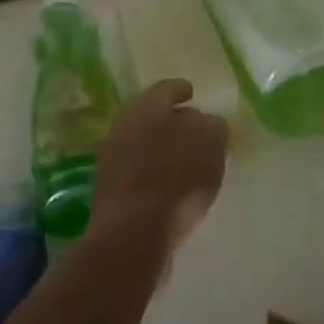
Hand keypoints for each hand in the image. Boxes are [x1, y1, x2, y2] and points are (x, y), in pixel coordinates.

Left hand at [91, 80, 228, 253]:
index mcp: (146, 105)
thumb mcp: (210, 144)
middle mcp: (124, 125)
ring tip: (188, 160)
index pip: (167, 89)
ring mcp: (113, 159)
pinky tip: (172, 185)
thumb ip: (213, 127)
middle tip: (194, 128)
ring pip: (144, 143)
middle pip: (152, 116)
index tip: (193, 93)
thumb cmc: (176, 178)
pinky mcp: (110, 191)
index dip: (182, 89)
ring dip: (163, 148)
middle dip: (172, 120)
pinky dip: (155, 172)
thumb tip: (208, 123)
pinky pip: (139, 171)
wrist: (132, 234)